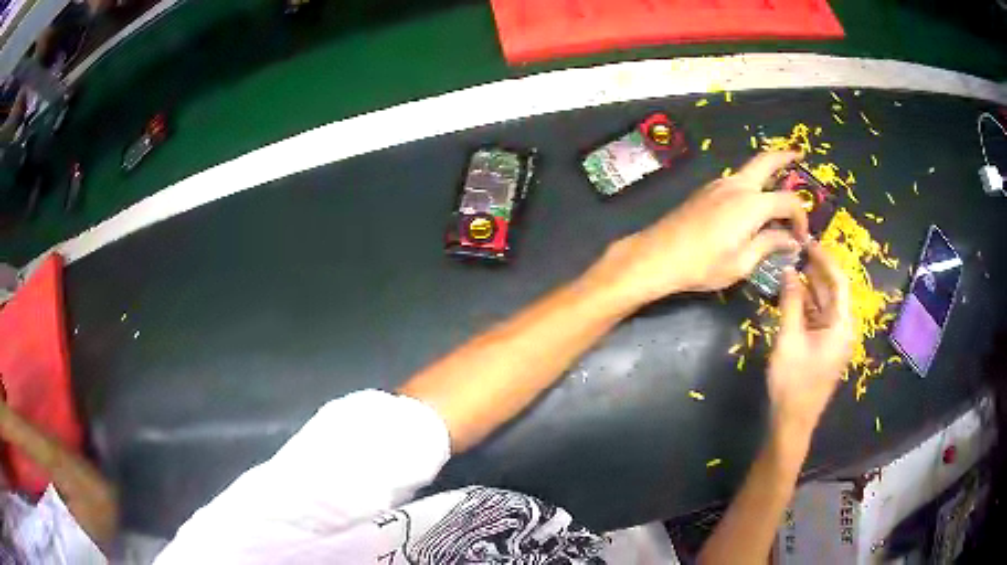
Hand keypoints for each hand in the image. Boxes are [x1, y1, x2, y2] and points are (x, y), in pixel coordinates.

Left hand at [592, 151, 809, 305]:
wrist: (658, 255)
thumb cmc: (703, 265)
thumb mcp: (742, 263)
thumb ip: (769, 245)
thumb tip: (790, 240)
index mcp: (752, 203)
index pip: (788, 201)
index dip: (801, 218)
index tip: (802, 237)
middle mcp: (737, 185)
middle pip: (766, 160)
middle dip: (785, 155)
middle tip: (799, 155)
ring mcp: (719, 185)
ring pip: (750, 170)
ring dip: (767, 171)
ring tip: (780, 183)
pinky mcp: (707, 191)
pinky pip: (736, 181)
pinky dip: (752, 184)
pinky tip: (753, 202)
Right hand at [767, 242, 852, 438]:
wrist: (792, 422)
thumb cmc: (793, 382)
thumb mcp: (789, 339)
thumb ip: (791, 302)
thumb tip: (788, 269)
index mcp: (842, 326)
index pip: (839, 282)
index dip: (825, 260)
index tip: (807, 242)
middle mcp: (842, 329)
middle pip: (833, 292)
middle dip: (816, 270)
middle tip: (796, 250)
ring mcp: (833, 339)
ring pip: (824, 304)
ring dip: (809, 286)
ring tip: (791, 266)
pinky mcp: (823, 347)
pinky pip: (817, 318)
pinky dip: (806, 304)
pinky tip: (791, 293)